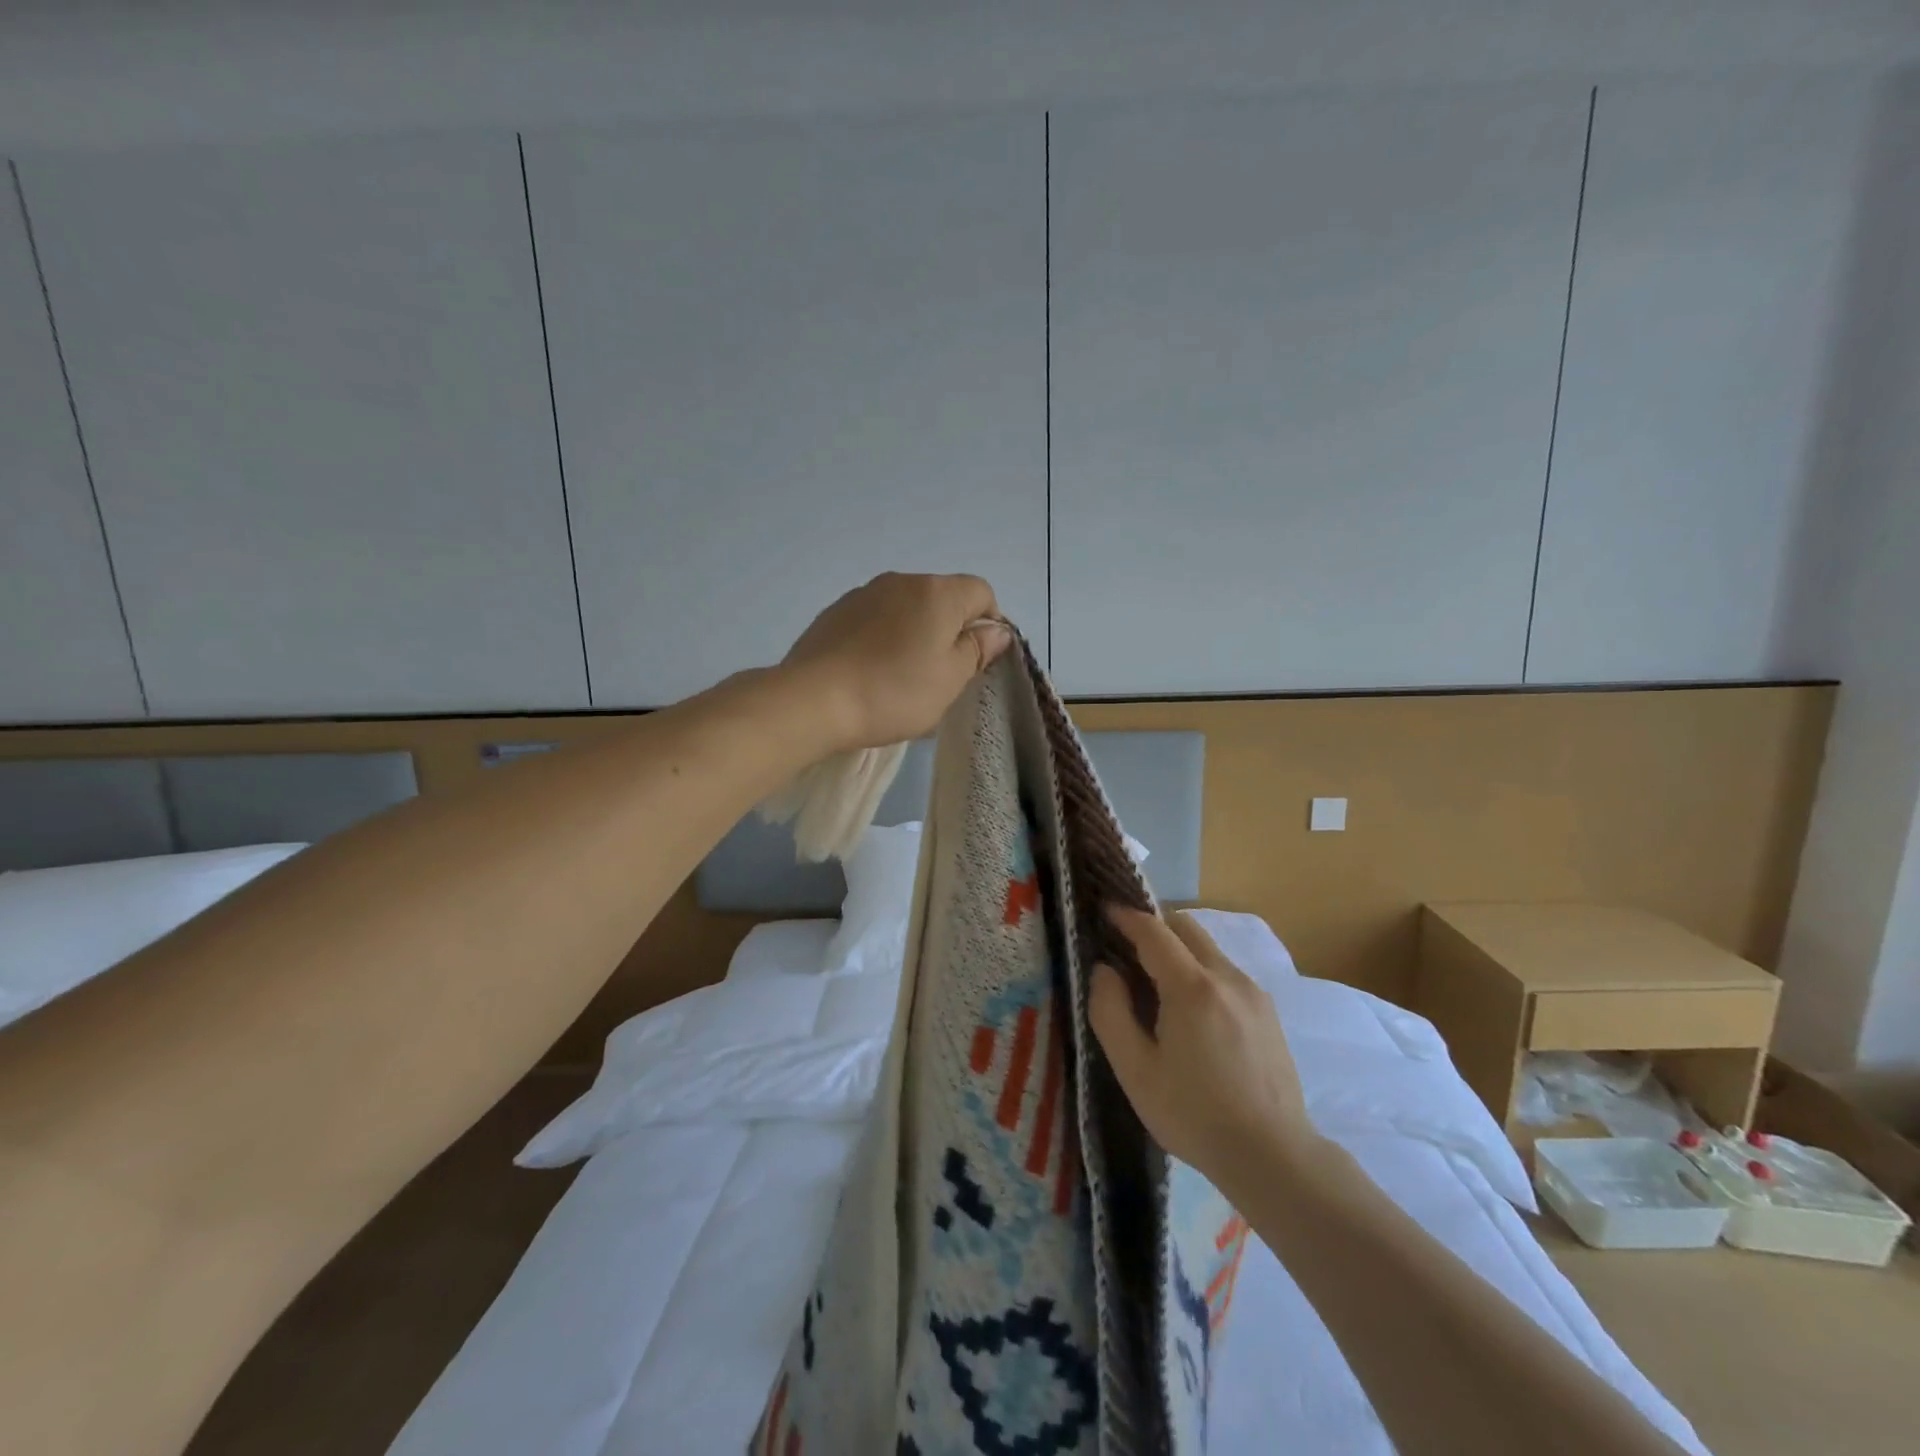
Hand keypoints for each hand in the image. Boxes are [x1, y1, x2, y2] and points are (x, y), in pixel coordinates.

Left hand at [780, 572, 1013, 749]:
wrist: (813, 700)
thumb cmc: (894, 692)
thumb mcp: (950, 680)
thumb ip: (977, 650)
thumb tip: (996, 630)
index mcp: (938, 592)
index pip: (982, 593)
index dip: (988, 625)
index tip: (975, 661)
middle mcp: (902, 581)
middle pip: (943, 598)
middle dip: (949, 630)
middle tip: (939, 676)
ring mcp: (864, 593)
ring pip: (907, 609)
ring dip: (914, 634)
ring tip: (900, 677)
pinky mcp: (835, 611)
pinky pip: (875, 619)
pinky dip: (882, 638)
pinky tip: (869, 671)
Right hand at [1089, 908, 1313, 1191]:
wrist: (1273, 1157)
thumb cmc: (1194, 1115)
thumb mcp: (1134, 1070)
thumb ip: (1110, 1011)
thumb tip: (1104, 970)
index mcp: (1191, 987)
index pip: (1153, 930)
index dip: (1125, 916)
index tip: (1103, 910)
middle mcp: (1227, 977)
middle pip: (1185, 927)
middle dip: (1153, 926)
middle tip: (1126, 948)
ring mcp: (1253, 992)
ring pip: (1208, 948)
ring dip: (1178, 950)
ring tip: (1156, 985)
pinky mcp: (1268, 1012)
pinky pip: (1226, 972)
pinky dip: (1200, 971)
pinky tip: (1192, 1013)